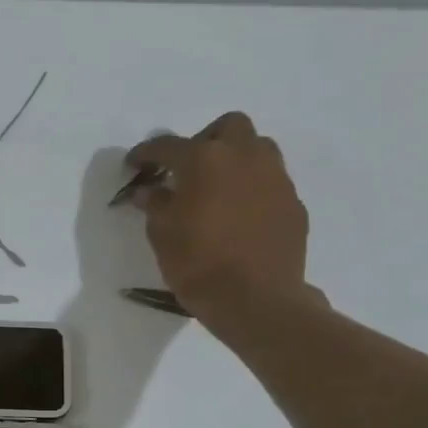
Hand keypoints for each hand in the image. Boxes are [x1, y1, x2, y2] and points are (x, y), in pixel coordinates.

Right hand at [124, 112, 325, 337]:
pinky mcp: (293, 203)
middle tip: (187, 169)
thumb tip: (148, 190)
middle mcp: (245, 157)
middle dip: (205, 140)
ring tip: (217, 188)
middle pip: (227, 127)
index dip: (146, 153)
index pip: (168, 146)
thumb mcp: (162, 234)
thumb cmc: (198, 263)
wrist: (256, 300)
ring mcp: (276, 178)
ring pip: (257, 149)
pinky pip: (270, 183)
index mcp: (206, 160)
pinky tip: (239, 216)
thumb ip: (155, 204)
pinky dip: (252, 189)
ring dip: (235, 159)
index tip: (133, 164)